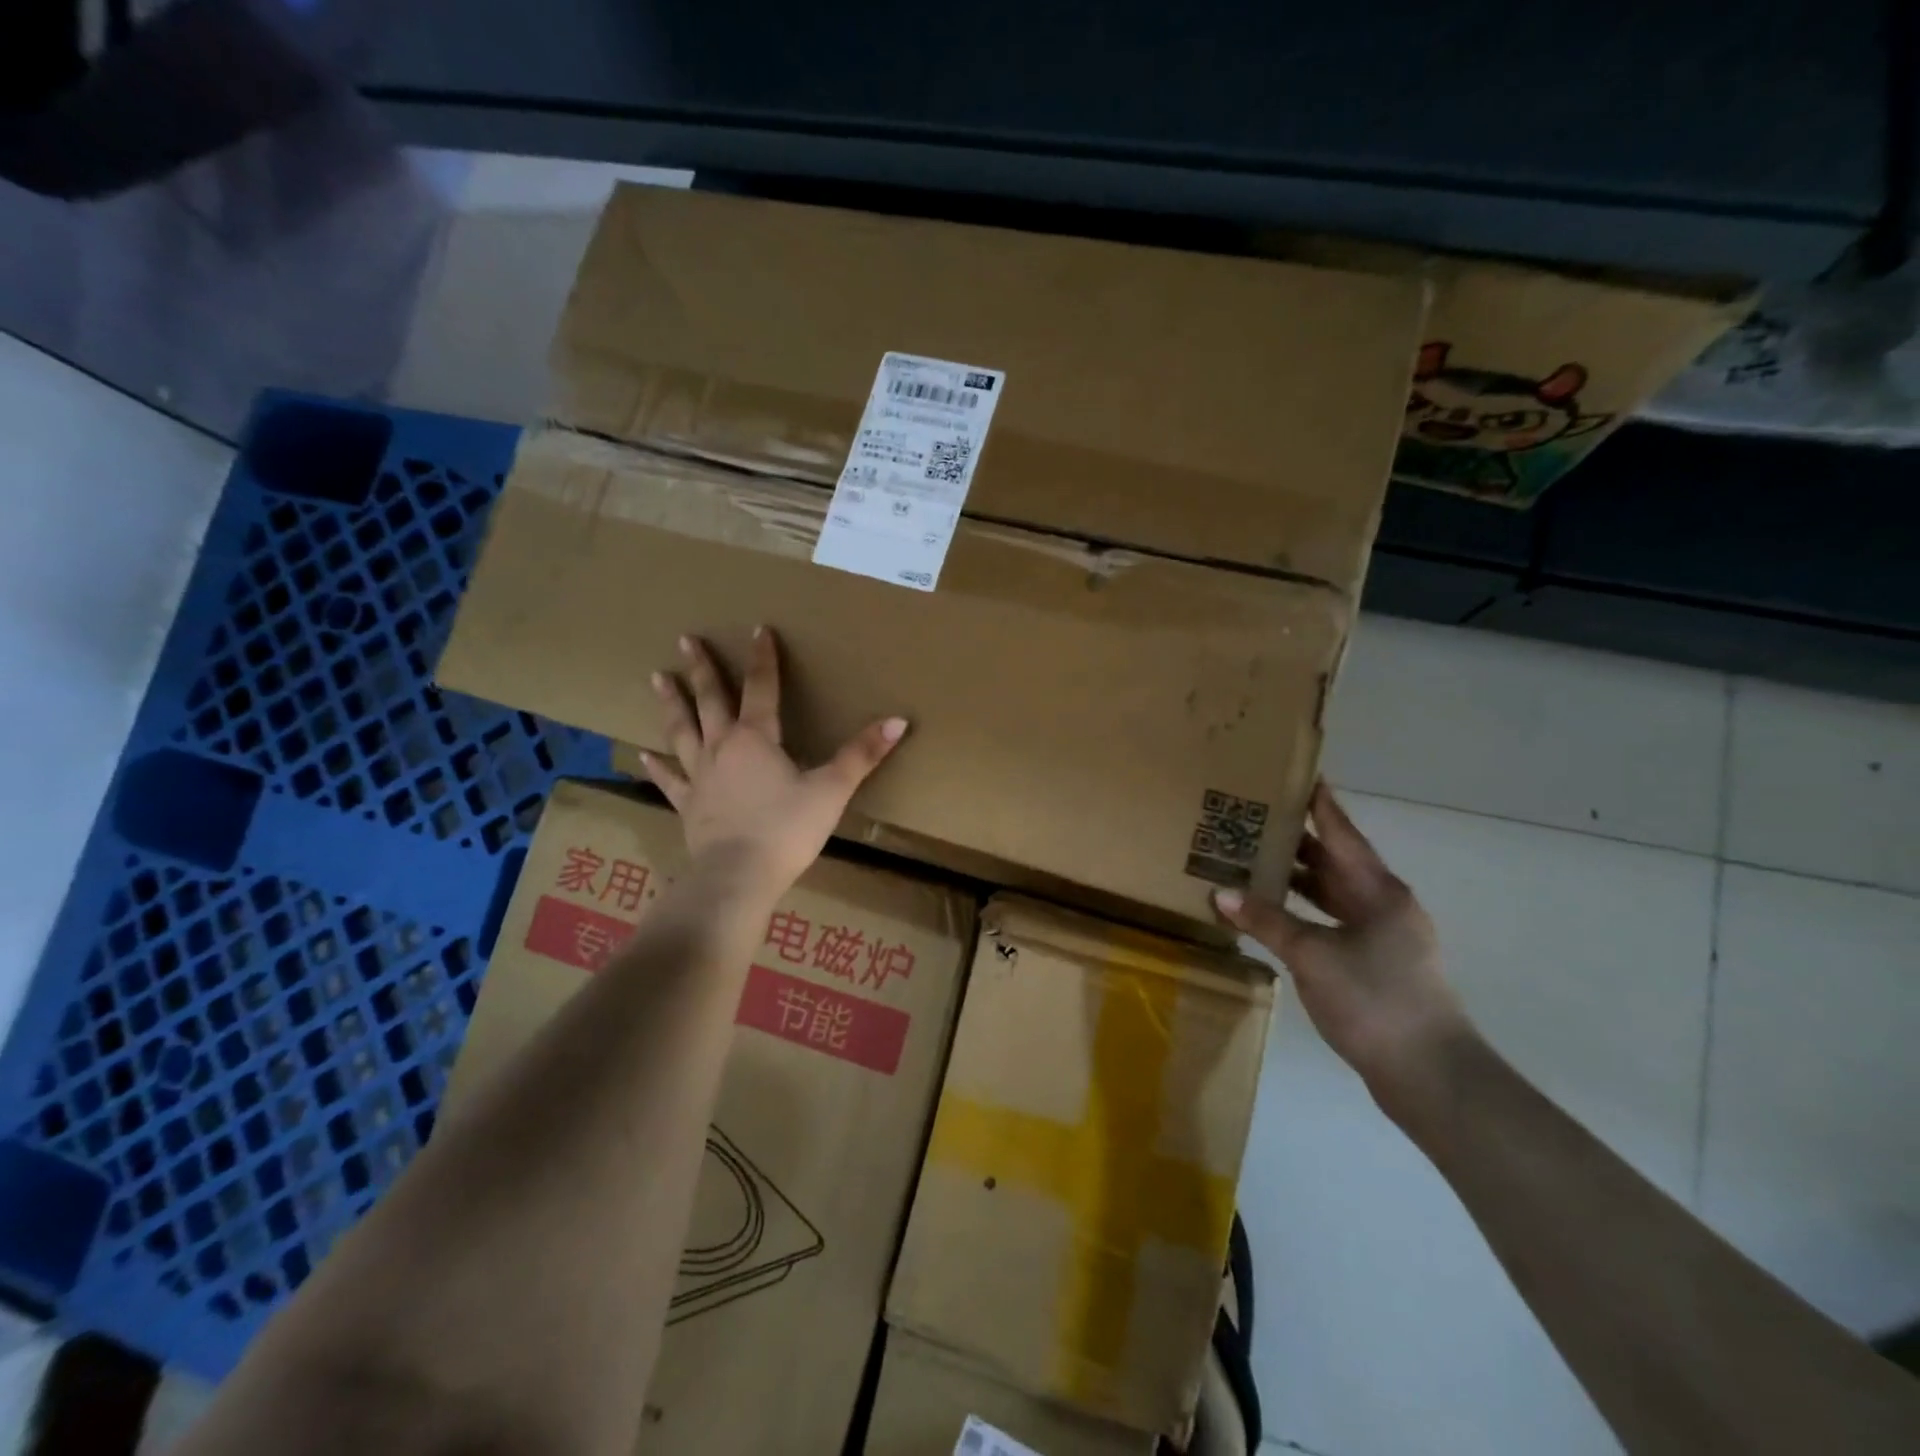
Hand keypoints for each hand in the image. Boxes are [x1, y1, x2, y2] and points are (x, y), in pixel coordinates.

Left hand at [641, 628, 907, 898]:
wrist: (738, 876)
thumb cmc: (787, 829)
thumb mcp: (832, 789)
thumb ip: (862, 754)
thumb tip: (898, 720)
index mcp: (757, 738)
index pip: (762, 687)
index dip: (763, 658)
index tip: (757, 629)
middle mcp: (722, 748)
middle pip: (711, 700)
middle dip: (702, 669)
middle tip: (686, 640)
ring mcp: (700, 776)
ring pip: (681, 731)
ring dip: (672, 703)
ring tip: (657, 677)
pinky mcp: (688, 805)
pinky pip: (670, 779)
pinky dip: (657, 767)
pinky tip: (642, 755)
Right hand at [1212, 781, 1472, 1118]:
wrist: (1431, 1075)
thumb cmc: (1375, 1000)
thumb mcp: (1313, 955)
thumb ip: (1267, 922)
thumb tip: (1222, 893)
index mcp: (1379, 891)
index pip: (1343, 834)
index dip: (1320, 804)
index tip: (1299, 774)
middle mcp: (1384, 906)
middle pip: (1335, 862)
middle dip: (1298, 841)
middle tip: (1255, 818)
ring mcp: (1383, 938)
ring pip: (1333, 895)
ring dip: (1298, 880)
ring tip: (1255, 861)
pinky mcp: (1376, 966)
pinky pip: (1332, 923)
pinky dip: (1303, 914)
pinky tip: (1274, 915)